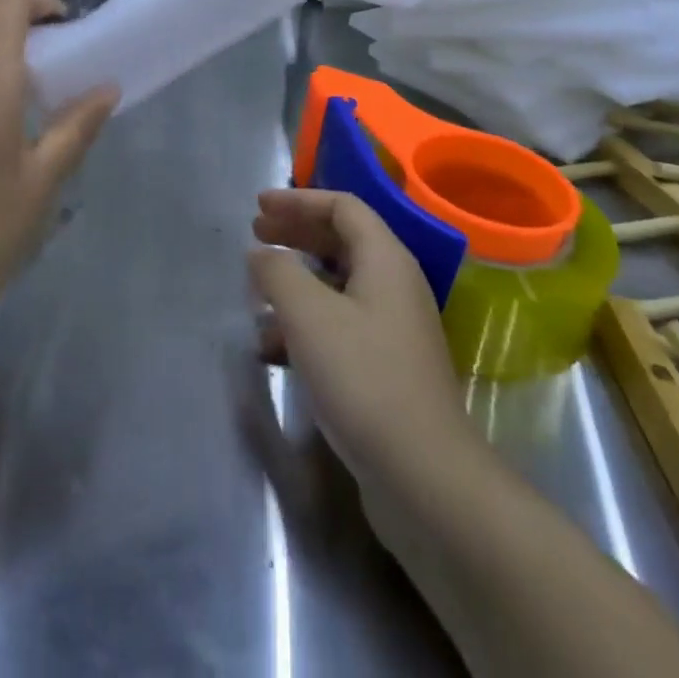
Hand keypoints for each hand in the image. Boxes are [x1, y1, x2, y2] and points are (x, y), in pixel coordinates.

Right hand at [250, 188, 482, 483]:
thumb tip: (262, 254)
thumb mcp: (308, 315)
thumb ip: (278, 272)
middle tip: (255, 236)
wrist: (424, 478)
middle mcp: (394, 286)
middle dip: (295, 235)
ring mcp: (393, 329)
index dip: (298, 200)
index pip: (343, 207)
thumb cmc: (363, 378)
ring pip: (337, 286)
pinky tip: (272, 348)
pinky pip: (340, 326)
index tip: (258, 206)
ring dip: (295, 282)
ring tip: (257, 294)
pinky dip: (305, 324)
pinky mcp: (386, 368)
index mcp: (385, 260)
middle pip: (341, 241)